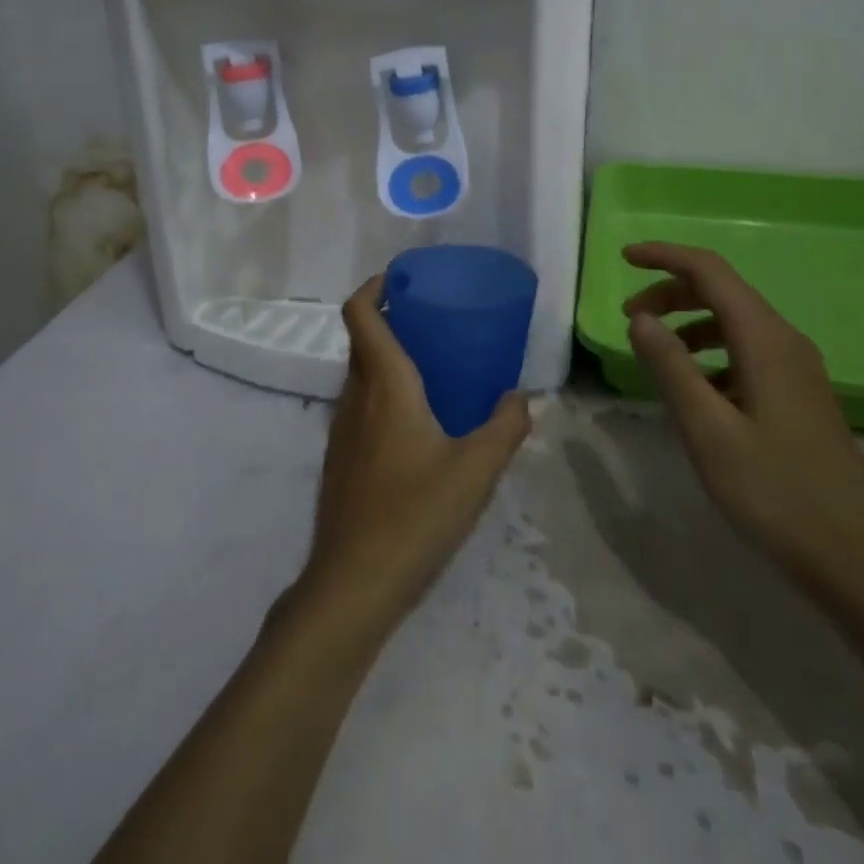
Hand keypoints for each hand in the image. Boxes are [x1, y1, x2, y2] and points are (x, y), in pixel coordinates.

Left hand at [295, 276, 530, 638]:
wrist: (353, 584)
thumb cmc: (415, 514)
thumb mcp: (476, 469)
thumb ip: (506, 427)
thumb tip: (523, 397)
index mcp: (384, 385)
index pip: (360, 314)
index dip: (374, 287)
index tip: (401, 279)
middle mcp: (355, 397)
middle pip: (362, 341)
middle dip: (391, 322)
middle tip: (433, 323)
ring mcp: (341, 431)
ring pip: (360, 376)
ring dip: (388, 360)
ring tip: (433, 371)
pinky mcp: (340, 461)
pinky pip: (360, 408)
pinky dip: (383, 396)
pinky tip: (418, 428)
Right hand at [622, 242, 863, 590]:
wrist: (852, 556)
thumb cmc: (774, 492)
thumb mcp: (708, 430)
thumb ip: (671, 367)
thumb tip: (640, 318)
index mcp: (766, 340)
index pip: (710, 272)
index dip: (665, 256)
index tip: (624, 257)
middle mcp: (785, 342)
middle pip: (722, 292)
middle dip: (671, 293)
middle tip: (630, 318)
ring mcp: (797, 368)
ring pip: (734, 322)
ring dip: (688, 323)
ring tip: (654, 351)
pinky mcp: (798, 393)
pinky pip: (746, 351)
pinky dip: (710, 351)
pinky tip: (693, 388)